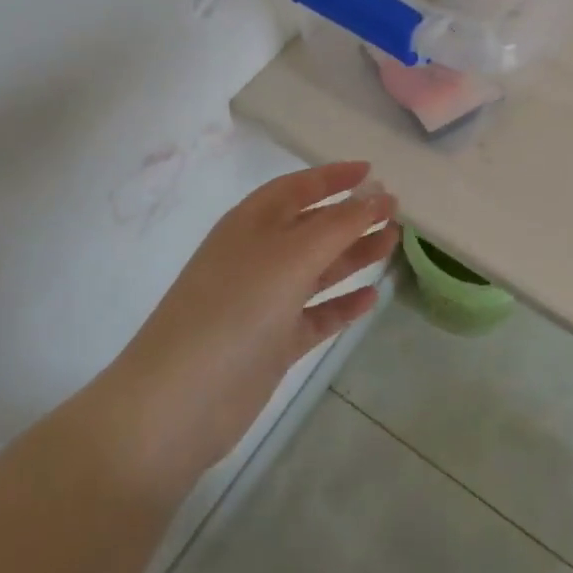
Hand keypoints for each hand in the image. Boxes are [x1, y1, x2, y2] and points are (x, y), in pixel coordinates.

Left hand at [99, 162, 396, 482]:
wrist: (178, 403)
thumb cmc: (236, 308)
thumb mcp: (293, 255)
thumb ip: (341, 224)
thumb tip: (378, 195)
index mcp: (252, 224)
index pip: (298, 187)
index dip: (334, 176)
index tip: (372, 170)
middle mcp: (258, 256)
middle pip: (313, 227)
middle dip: (352, 216)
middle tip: (395, 211)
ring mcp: (265, 301)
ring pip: (318, 269)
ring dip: (354, 255)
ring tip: (393, 243)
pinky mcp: (273, 343)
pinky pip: (316, 314)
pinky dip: (342, 304)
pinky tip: (373, 297)